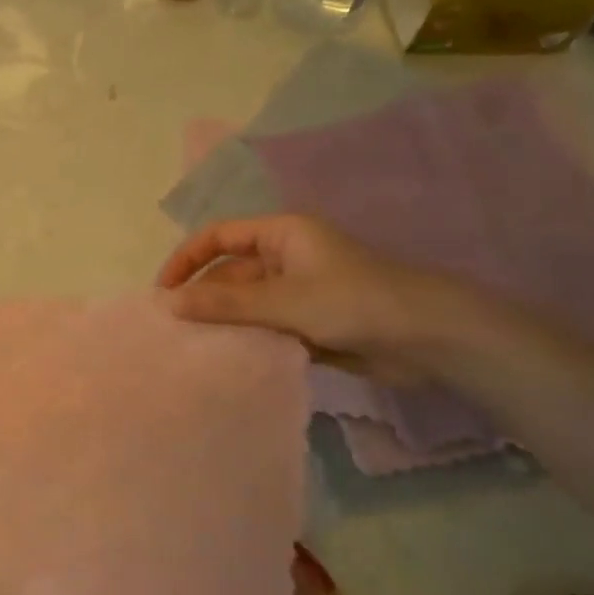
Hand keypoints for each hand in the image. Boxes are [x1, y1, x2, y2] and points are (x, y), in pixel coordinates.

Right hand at [156, 215, 474, 380]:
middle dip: (204, 298)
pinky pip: (267, 327)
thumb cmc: (353, 302)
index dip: (187, 259)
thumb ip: (226, 304)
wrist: (430, 339)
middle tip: (174, 330)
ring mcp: (299, 291)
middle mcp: (286, 257)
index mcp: (281, 234)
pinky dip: (249, 340)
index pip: (218, 237)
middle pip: (231, 273)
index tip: (163, 291)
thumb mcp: (284, 300)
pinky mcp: (311, 323)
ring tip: (194, 349)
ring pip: (248, 304)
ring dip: (226, 323)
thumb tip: (169, 303)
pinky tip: (230, 360)